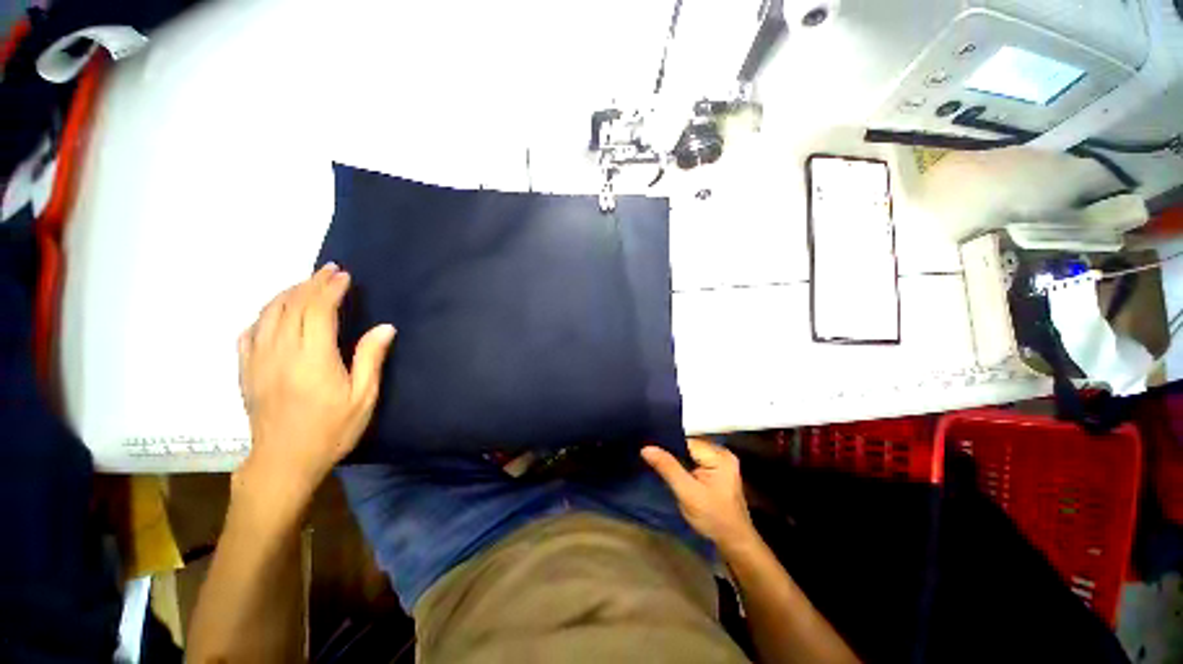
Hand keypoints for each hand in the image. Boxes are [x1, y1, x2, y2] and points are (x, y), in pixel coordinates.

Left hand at [237, 263, 395, 503]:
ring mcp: (258, 360)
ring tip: (305, 284)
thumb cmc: (331, 430)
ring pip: (268, 314)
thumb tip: (385, 327)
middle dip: (311, 283)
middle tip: (329, 271)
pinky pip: (248, 332)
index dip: (330, 289)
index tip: (344, 275)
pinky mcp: (245, 370)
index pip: (318, 311)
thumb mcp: (363, 397)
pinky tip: (274, 313)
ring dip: (287, 293)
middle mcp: (281, 352)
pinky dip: (263, 315)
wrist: (283, 461)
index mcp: (312, 358)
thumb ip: (371, 359)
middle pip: (291, 306)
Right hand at [642, 438, 756, 550]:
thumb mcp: (687, 493)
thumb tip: (646, 448)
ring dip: (676, 457)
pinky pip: (695, 459)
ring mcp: (721, 460)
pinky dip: (683, 463)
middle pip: (688, 445)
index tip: (648, 448)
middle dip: (671, 451)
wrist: (734, 542)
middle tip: (650, 455)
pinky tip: (672, 469)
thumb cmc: (713, 518)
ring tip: (657, 460)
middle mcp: (722, 452)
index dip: (667, 444)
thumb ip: (667, 468)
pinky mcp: (717, 469)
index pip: (686, 441)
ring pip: (690, 452)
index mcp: (719, 455)